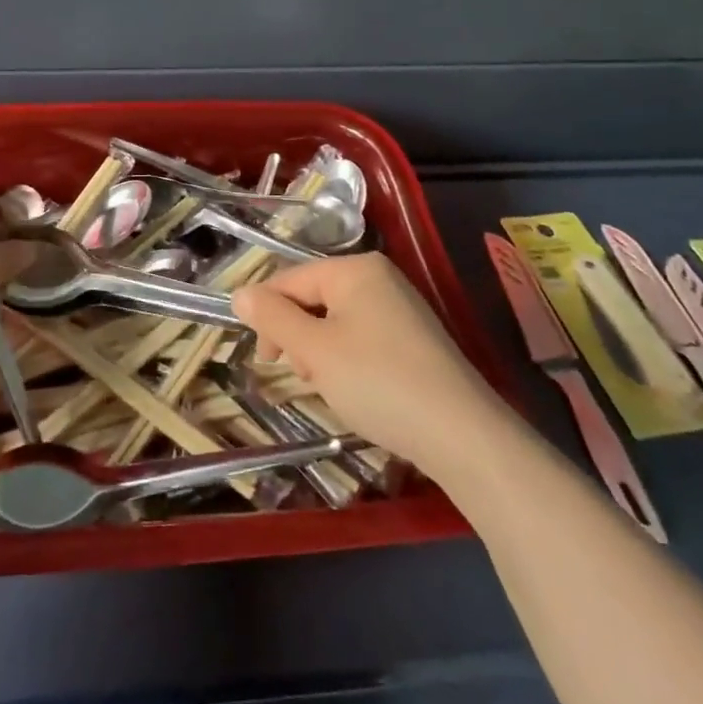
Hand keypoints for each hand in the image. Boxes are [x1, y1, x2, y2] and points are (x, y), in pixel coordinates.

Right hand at [233, 253, 502, 472]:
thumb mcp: (314, 350)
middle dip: (298, 336)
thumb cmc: (378, 382)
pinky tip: (356, 390)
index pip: (291, 280)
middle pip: (314, 298)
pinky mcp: (414, 338)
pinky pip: (362, 337)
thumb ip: (273, 318)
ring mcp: (401, 307)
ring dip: (320, 352)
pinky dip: (347, 360)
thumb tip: (240, 293)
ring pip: (336, 321)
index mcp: (355, 268)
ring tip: (330, 386)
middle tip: (303, 375)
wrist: (462, 434)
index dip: (268, 315)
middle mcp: (380, 277)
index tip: (265, 359)